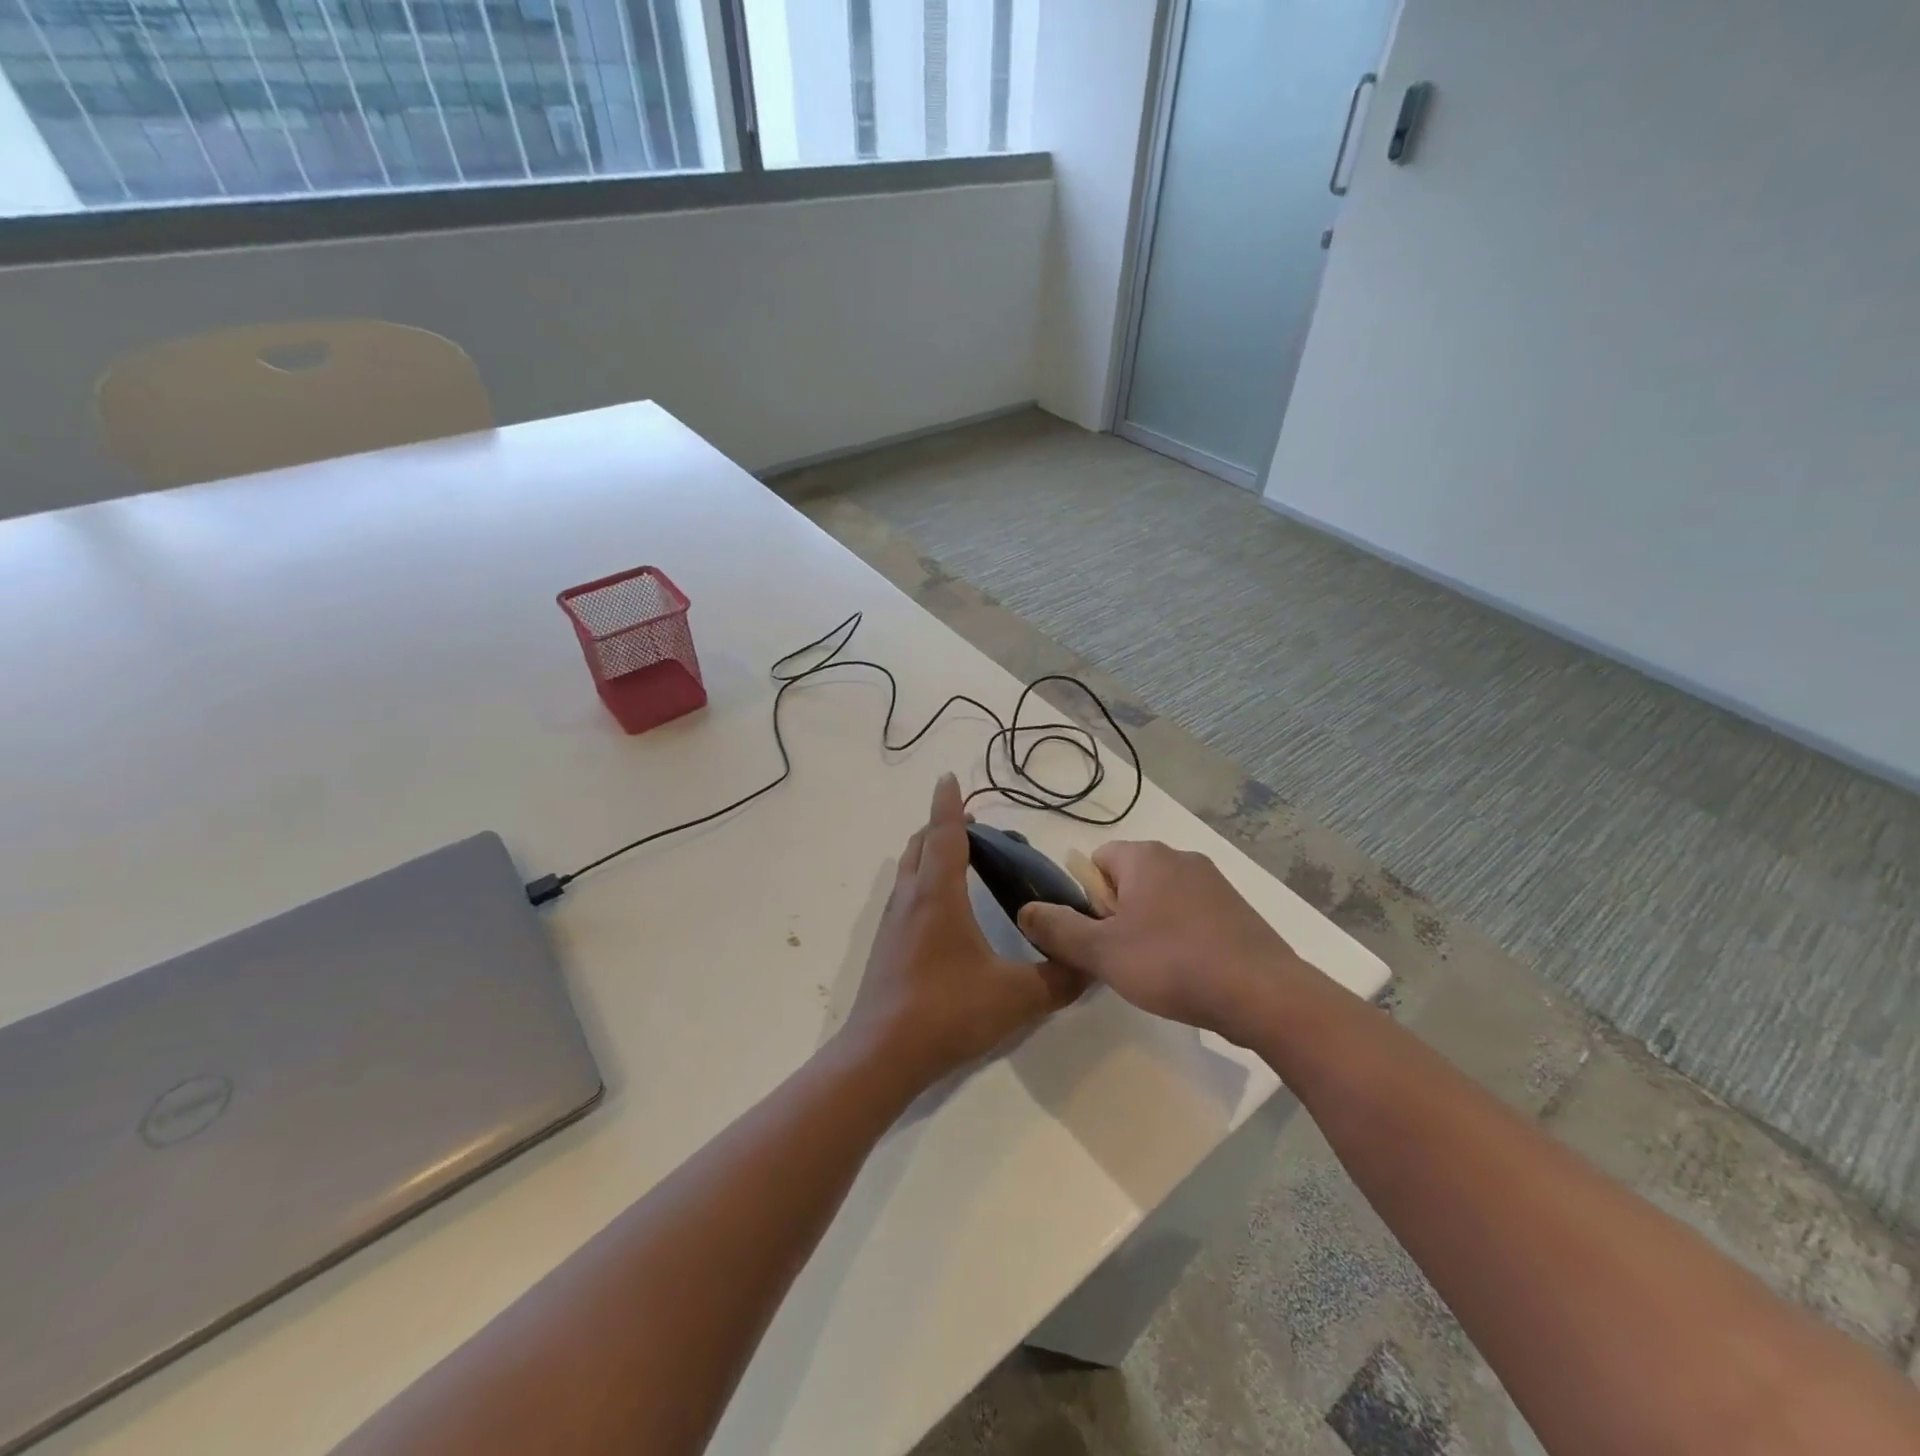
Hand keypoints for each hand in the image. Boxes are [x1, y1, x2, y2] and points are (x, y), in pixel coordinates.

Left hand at [843, 774, 1084, 1088]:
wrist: (881, 1055)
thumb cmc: (947, 1012)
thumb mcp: (1016, 998)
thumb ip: (1059, 979)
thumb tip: (1092, 965)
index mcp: (938, 895)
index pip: (944, 834)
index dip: (949, 804)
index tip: (949, 777)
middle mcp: (910, 898)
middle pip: (920, 845)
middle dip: (942, 827)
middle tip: (975, 831)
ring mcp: (893, 922)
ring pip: (909, 869)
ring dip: (930, 854)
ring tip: (962, 862)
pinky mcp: (886, 945)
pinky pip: (905, 894)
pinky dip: (923, 881)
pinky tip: (945, 911)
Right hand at [1017, 840, 1313, 1042]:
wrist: (1263, 994)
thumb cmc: (1172, 964)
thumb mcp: (1101, 952)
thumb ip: (1056, 928)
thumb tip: (1024, 909)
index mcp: (1145, 856)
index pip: (1096, 861)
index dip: (1088, 900)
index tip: (1099, 937)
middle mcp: (1180, 857)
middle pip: (1128, 880)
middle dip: (1118, 915)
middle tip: (1123, 958)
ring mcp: (1214, 882)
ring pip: (1160, 899)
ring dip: (1149, 928)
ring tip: (1157, 971)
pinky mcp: (1237, 909)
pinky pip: (1191, 915)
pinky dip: (1182, 937)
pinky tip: (1189, 972)